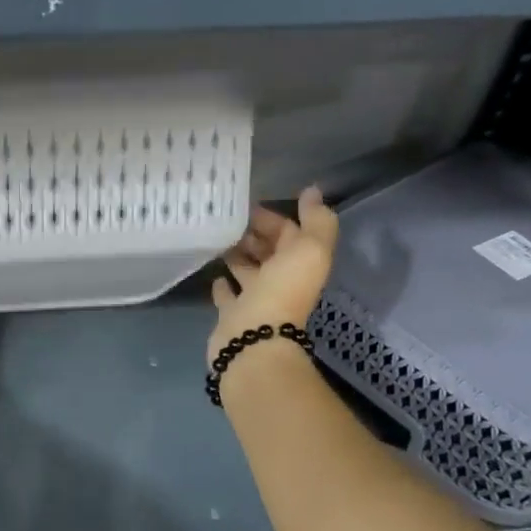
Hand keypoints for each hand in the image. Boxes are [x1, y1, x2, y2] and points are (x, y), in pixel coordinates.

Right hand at [207, 186, 339, 363]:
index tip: (247, 204)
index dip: (274, 217)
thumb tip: (312, 191)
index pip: (290, 233)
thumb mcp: (310, 249)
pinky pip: (228, 296)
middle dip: (254, 235)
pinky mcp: (232, 315)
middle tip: (229, 219)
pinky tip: (214, 274)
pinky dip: (223, 284)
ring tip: (219, 239)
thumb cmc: (282, 291)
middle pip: (269, 252)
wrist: (254, 339)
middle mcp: (280, 281)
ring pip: (247, 271)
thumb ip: (316, 220)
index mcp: (301, 264)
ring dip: (238, 255)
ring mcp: (256, 299)